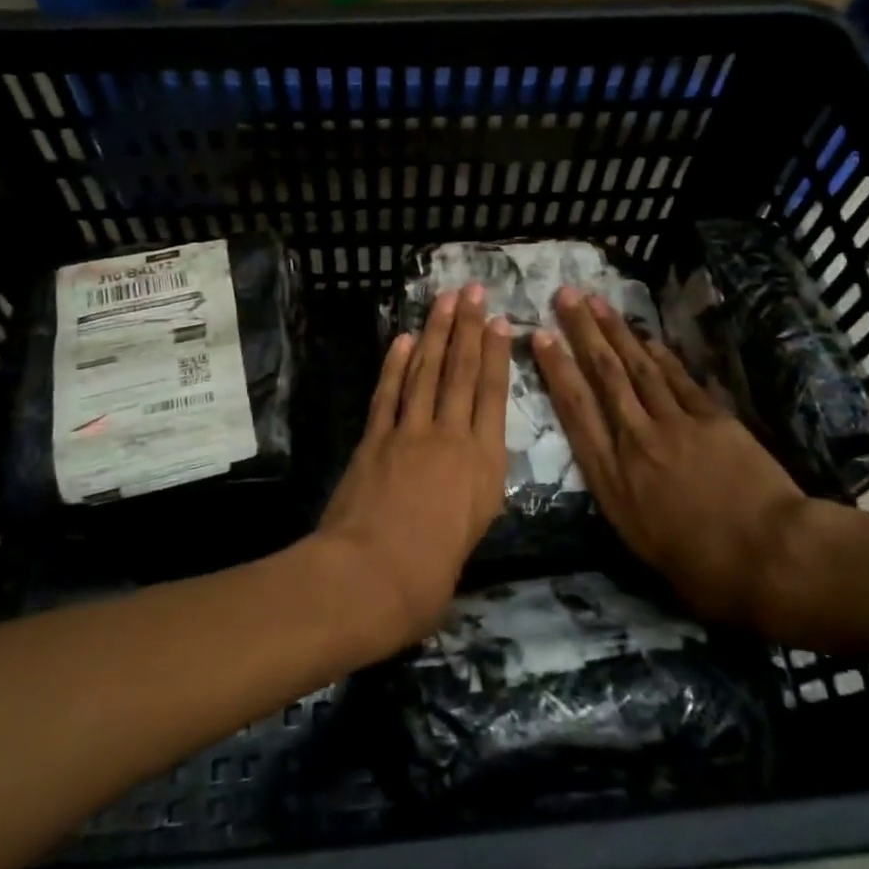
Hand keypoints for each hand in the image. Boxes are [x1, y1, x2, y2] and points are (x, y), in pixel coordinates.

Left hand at [314, 284, 511, 654]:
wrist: (370, 576)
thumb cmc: (430, 577)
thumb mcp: (471, 537)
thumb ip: (471, 499)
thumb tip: (464, 480)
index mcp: (484, 465)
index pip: (493, 396)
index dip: (495, 355)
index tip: (498, 322)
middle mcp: (451, 437)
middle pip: (461, 372)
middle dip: (467, 327)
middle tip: (471, 291)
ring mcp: (409, 433)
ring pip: (426, 371)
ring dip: (435, 332)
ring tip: (444, 301)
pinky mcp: (375, 438)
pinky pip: (388, 392)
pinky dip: (395, 363)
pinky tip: (403, 340)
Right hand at [532, 287, 815, 632]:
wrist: (770, 556)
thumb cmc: (701, 567)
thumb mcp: (639, 542)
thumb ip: (620, 497)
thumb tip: (613, 472)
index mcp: (612, 478)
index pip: (575, 410)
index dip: (556, 369)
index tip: (540, 336)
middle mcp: (635, 442)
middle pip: (604, 376)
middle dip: (582, 333)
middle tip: (565, 295)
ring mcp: (675, 425)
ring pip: (638, 368)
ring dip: (616, 331)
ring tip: (597, 301)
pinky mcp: (712, 419)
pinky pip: (679, 379)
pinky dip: (660, 355)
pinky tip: (646, 336)